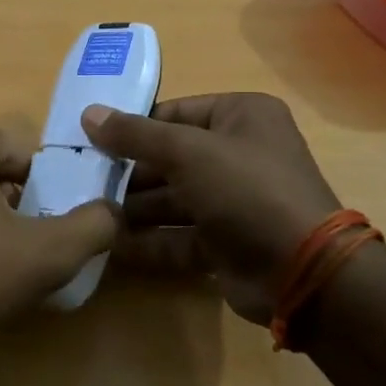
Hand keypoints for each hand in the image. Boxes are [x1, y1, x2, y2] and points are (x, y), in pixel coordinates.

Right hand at [83, 93, 341, 326]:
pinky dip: (150, 241)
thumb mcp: (187, 152)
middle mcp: (239, 153)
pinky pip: (180, 236)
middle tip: (83, 182)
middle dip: (129, 173)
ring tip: (90, 215)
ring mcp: (234, 200)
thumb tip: (88, 113)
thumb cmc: (246, 190)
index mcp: (241, 116)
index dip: (131, 127)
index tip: (89, 142)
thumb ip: (135, 134)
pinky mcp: (227, 242)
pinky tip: (113, 246)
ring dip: (134, 208)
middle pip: (170, 157)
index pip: (173, 113)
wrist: (303, 272)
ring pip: (173, 199)